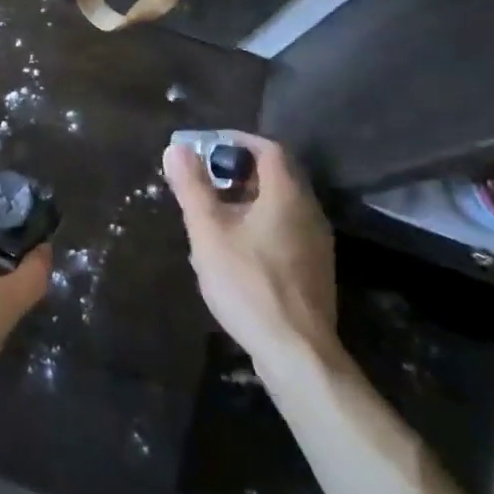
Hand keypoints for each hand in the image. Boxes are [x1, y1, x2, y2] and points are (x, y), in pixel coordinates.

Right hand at [163, 134, 337, 360]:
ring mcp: (317, 242)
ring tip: (214, 214)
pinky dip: (260, 223)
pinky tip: (236, 249)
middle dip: (238, 170)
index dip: (237, 140)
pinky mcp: (315, 269)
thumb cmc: (249, 284)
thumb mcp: (209, 233)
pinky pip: (286, 229)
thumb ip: (192, 188)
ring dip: (248, 199)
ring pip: (281, 204)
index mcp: (287, 195)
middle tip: (205, 180)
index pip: (268, 148)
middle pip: (276, 175)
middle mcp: (309, 211)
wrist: (297, 353)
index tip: (207, 147)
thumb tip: (177, 149)